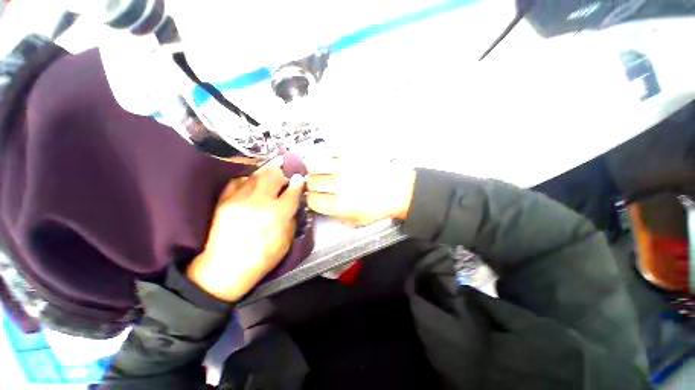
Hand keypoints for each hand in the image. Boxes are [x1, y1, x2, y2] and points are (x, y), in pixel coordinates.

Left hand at [187, 160, 303, 301]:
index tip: (299, 179)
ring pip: (256, 175)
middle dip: (281, 174)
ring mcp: (239, 199)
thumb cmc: (262, 258)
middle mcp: (259, 202)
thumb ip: (292, 219)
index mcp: (277, 214)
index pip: (292, 191)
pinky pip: (238, 181)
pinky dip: (248, 180)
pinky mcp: (223, 201)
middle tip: (284, 179)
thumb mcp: (286, 242)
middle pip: (273, 176)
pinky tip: (252, 185)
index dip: (298, 183)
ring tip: (271, 178)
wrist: (224, 269)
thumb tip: (293, 203)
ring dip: (266, 174)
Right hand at [306, 157, 415, 226]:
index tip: (315, 198)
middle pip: (312, 181)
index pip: (312, 200)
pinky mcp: (351, 155)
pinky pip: (330, 154)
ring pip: (316, 165)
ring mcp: (344, 167)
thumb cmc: (380, 207)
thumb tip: (325, 208)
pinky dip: (329, 160)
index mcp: (339, 205)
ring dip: (316, 171)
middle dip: (312, 185)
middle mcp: (338, 185)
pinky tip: (334, 164)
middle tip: (318, 185)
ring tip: (322, 173)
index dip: (312, 199)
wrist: (399, 190)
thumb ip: (337, 217)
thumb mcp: (357, 221)